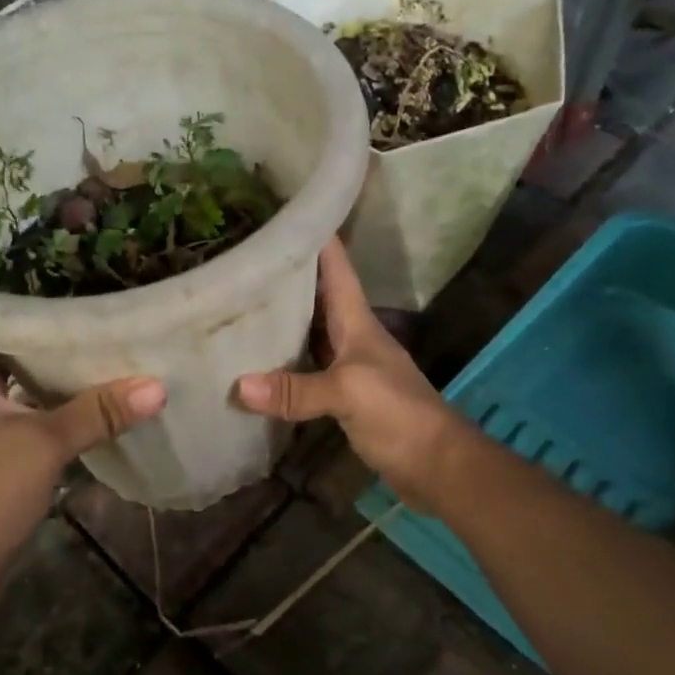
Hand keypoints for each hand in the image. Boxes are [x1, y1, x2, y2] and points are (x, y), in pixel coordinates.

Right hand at [234, 239, 456, 510]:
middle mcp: (350, 335)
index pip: (335, 266)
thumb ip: (296, 389)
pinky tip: (254, 363)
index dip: (315, 234)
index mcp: (357, 320)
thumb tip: (238, 387)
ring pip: (308, 331)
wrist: (437, 466)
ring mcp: (347, 365)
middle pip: (315, 295)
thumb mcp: (349, 393)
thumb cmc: (400, 414)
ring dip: (279, 318)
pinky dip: (281, 363)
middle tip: (240, 255)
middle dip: (284, 274)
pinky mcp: (341, 395)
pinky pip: (304, 368)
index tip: (282, 209)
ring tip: (237, 300)